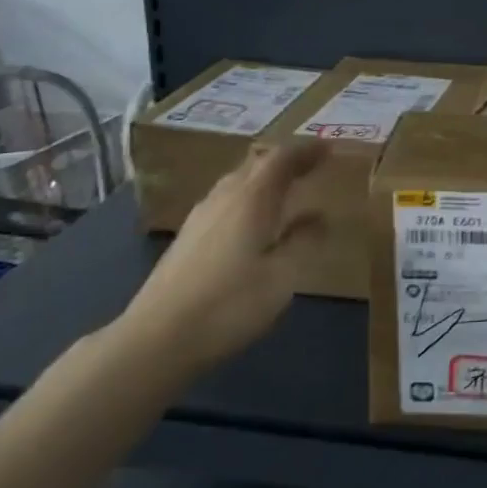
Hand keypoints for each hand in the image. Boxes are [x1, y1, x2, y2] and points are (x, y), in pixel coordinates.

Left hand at [116, 141, 328, 374]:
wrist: (156, 339)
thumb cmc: (230, 304)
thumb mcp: (282, 276)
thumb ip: (303, 242)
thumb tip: (319, 217)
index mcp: (252, 199)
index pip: (282, 159)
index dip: (306, 150)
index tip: (330, 148)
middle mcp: (224, 197)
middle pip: (256, 164)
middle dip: (285, 160)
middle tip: (311, 165)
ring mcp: (200, 217)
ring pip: (237, 182)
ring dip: (264, 178)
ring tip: (285, 189)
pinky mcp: (187, 239)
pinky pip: (225, 201)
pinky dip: (247, 198)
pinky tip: (252, 222)